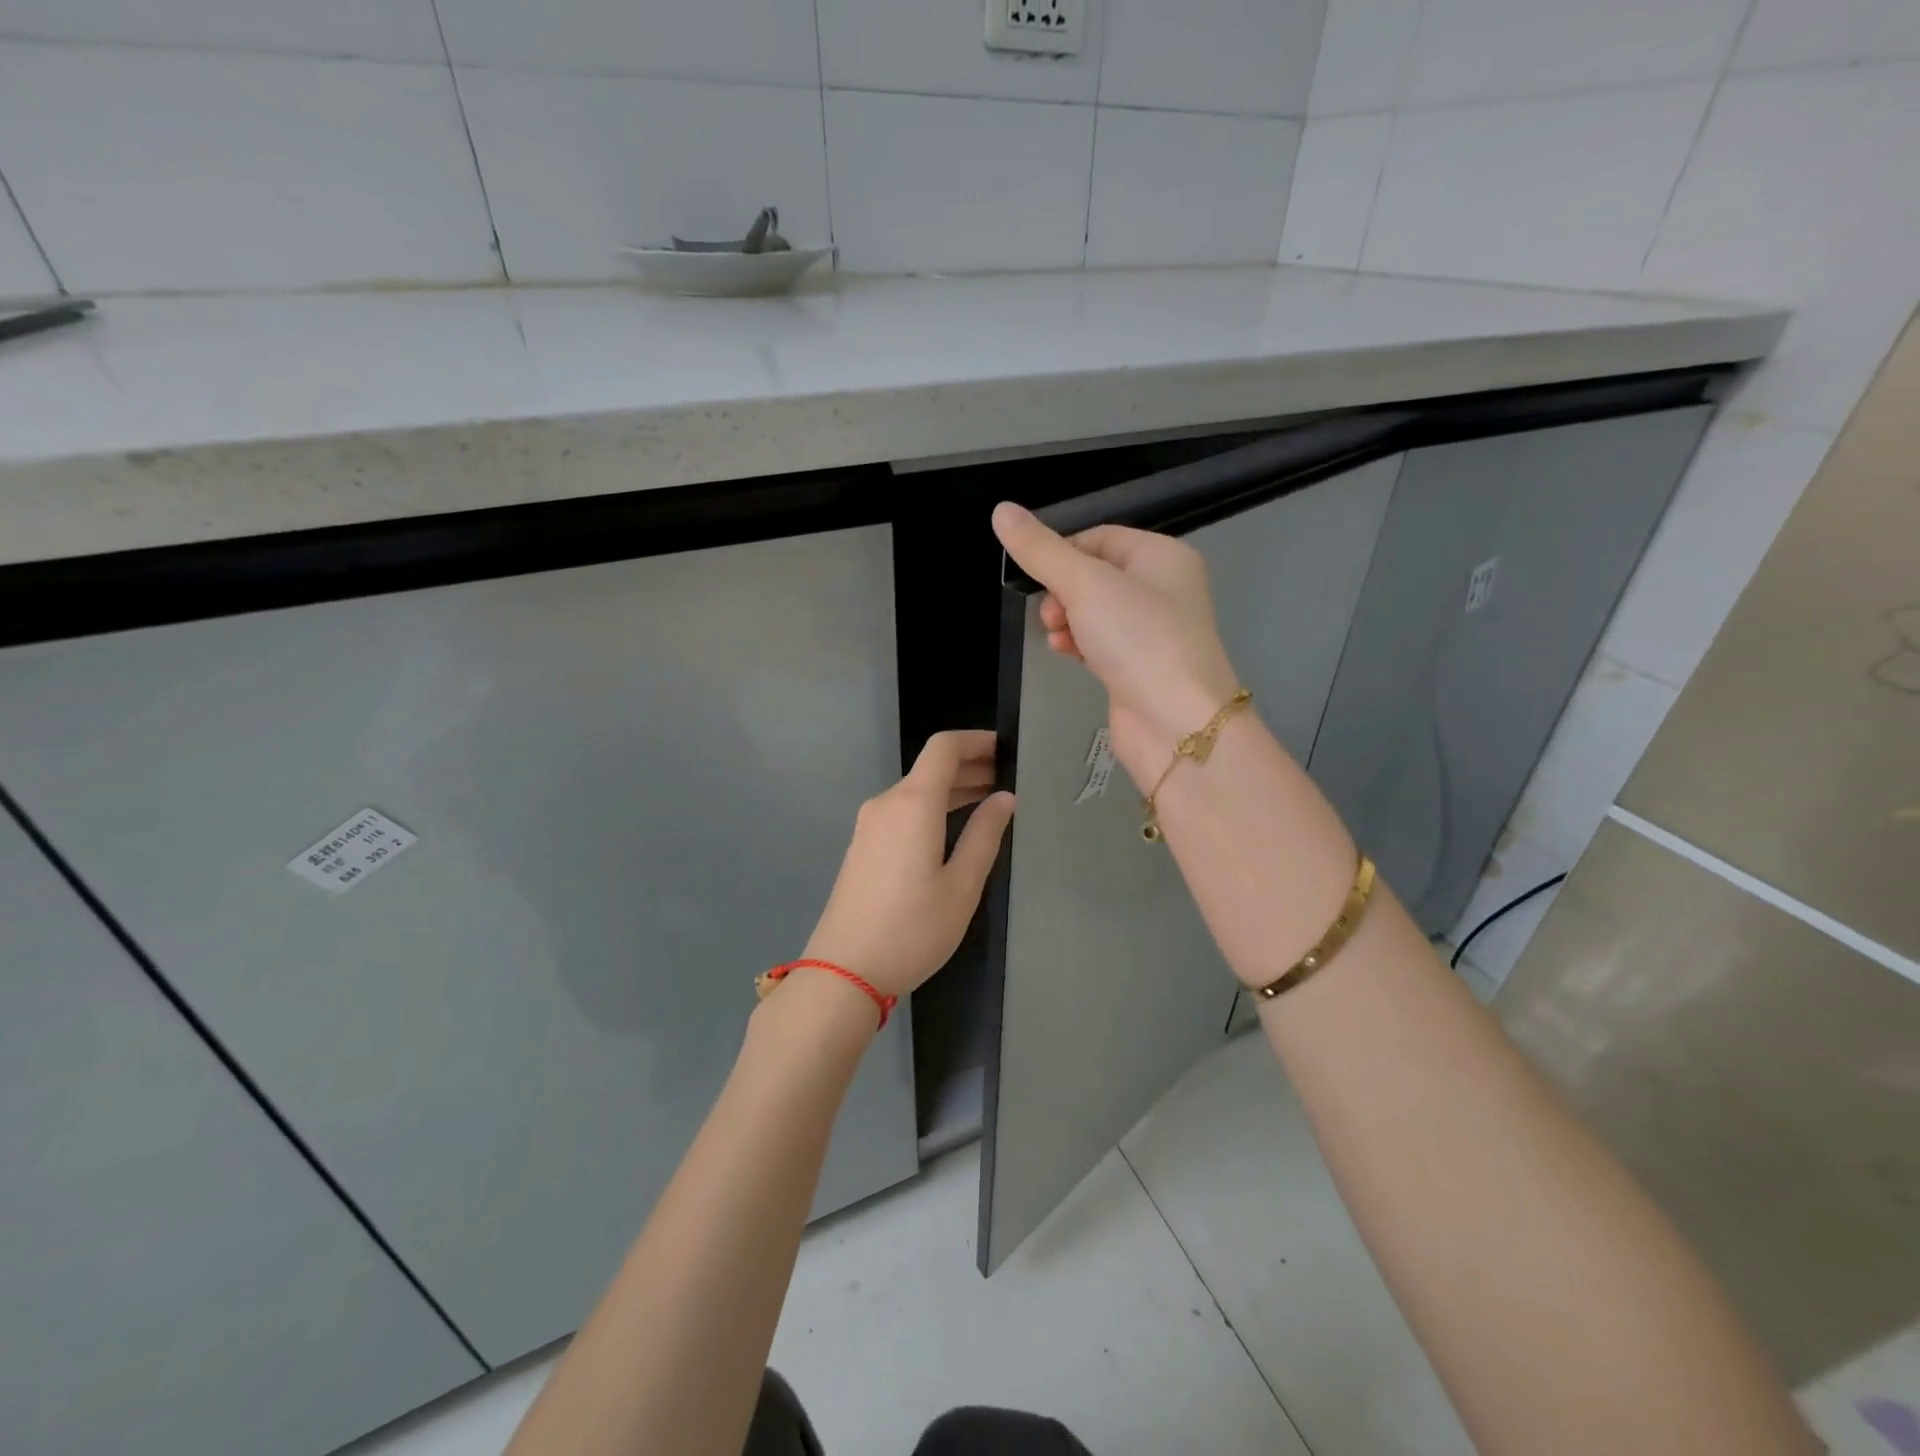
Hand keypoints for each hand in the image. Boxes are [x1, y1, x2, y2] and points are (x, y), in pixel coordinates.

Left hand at [801, 730, 1015, 1000]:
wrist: (843, 970)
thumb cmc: (912, 929)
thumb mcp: (961, 886)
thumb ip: (985, 835)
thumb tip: (1004, 799)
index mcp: (913, 804)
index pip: (944, 748)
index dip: (976, 741)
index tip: (1007, 750)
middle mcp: (887, 804)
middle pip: (930, 768)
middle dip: (970, 766)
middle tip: (1008, 780)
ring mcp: (869, 825)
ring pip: (916, 791)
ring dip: (952, 789)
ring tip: (990, 802)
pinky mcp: (863, 846)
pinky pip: (903, 811)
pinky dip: (933, 808)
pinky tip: (954, 828)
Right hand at [992, 502, 1240, 785]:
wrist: (1175, 723)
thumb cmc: (1138, 639)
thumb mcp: (1085, 584)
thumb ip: (1041, 550)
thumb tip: (1001, 510)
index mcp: (1163, 556)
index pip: (1100, 536)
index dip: (1062, 551)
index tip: (1035, 575)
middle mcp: (1163, 588)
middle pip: (1095, 574)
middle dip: (1062, 591)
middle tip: (1051, 613)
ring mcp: (1152, 631)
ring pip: (1094, 611)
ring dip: (1067, 619)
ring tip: (1056, 635)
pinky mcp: (1139, 666)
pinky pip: (1100, 642)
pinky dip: (1079, 643)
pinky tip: (1065, 652)